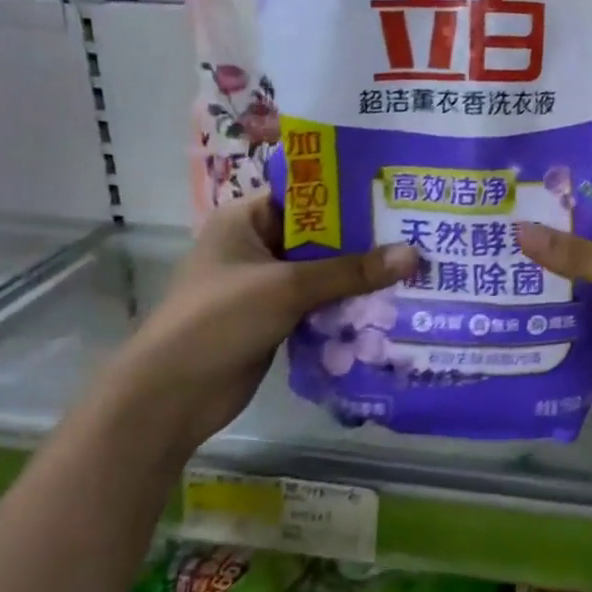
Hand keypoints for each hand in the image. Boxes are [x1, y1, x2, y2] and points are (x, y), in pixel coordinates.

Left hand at [104, 194, 418, 452]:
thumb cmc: (220, 320)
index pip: (305, 197)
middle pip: (318, 238)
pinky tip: (386, 308)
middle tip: (418, 237)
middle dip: (363, 243)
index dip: (349, 198)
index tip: (395, 199)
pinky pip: (317, 305)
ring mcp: (264, 286)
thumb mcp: (287, 287)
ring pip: (321, 274)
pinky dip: (344, 307)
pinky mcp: (273, 319)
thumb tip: (413, 254)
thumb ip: (350, 271)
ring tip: (413, 272)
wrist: (173, 394)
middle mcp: (254, 246)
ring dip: (357, 279)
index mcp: (245, 219)